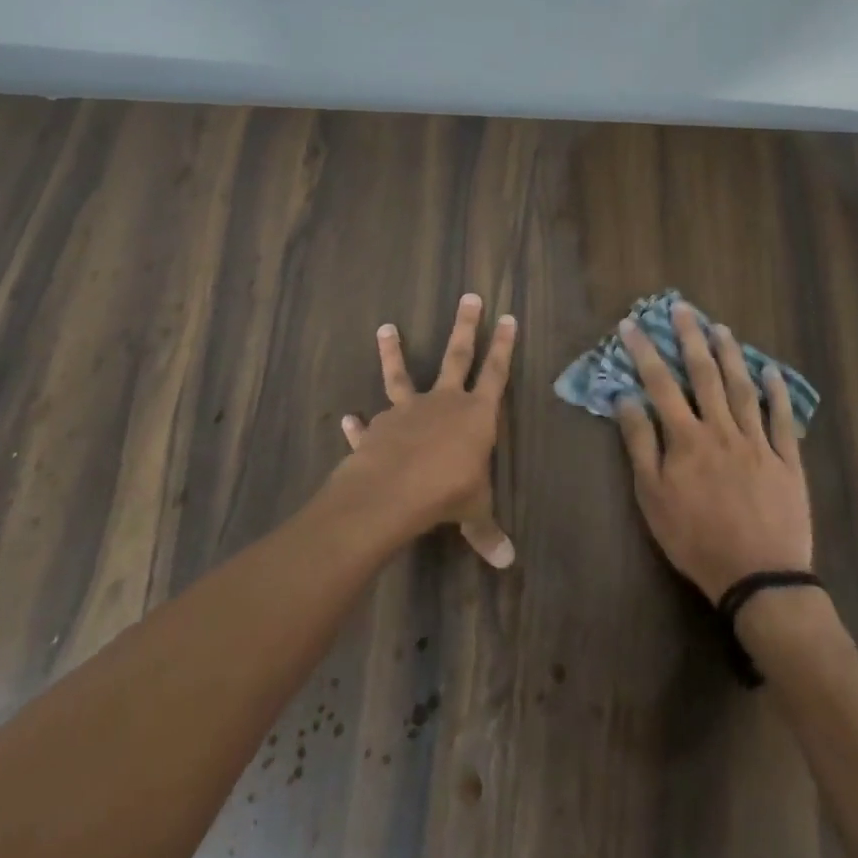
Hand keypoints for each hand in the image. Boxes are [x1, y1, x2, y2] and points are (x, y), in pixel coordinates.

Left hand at [333, 294, 517, 567]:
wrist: (392, 491)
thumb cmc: (447, 492)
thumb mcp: (475, 511)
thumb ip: (487, 531)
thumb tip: (507, 561)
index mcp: (475, 414)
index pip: (496, 373)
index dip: (503, 346)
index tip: (508, 317)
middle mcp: (443, 402)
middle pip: (457, 356)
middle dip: (465, 326)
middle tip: (469, 296)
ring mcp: (407, 410)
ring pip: (400, 374)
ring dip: (393, 351)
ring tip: (385, 327)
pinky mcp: (378, 427)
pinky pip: (368, 423)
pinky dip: (359, 424)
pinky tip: (349, 419)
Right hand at [614, 303, 812, 601]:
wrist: (758, 578)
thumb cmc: (695, 539)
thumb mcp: (652, 497)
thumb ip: (640, 444)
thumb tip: (626, 399)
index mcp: (687, 438)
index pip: (660, 384)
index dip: (644, 351)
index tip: (631, 324)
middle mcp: (722, 430)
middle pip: (705, 375)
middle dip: (690, 338)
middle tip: (682, 309)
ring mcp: (758, 443)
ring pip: (742, 388)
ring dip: (730, 355)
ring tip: (720, 328)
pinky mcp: (787, 461)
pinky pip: (782, 420)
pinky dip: (777, 393)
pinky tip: (770, 372)